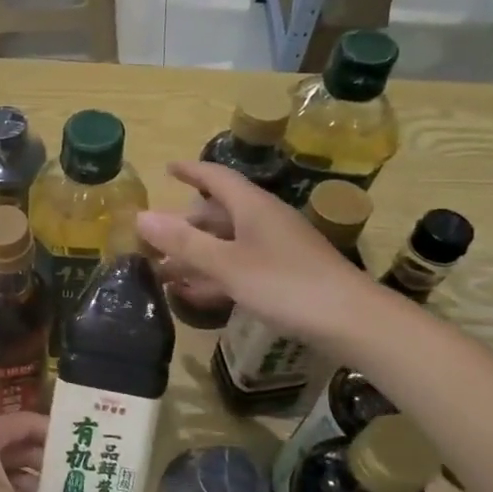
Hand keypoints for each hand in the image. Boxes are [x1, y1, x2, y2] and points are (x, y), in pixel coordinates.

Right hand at [137, 161, 381, 343]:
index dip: (191, 171)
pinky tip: (193, 295)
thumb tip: (140, 217)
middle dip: (184, 225)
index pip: (216, 177)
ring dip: (195, 255)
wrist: (352, 322)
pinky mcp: (284, 275)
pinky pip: (239, 266)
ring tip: (162, 271)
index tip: (167, 169)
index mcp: (252, 208)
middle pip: (218, 214)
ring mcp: (276, 249)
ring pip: (226, 243)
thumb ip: (183, 242)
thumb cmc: (286, 285)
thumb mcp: (227, 264)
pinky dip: (214, 275)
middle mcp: (264, 221)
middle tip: (153, 238)